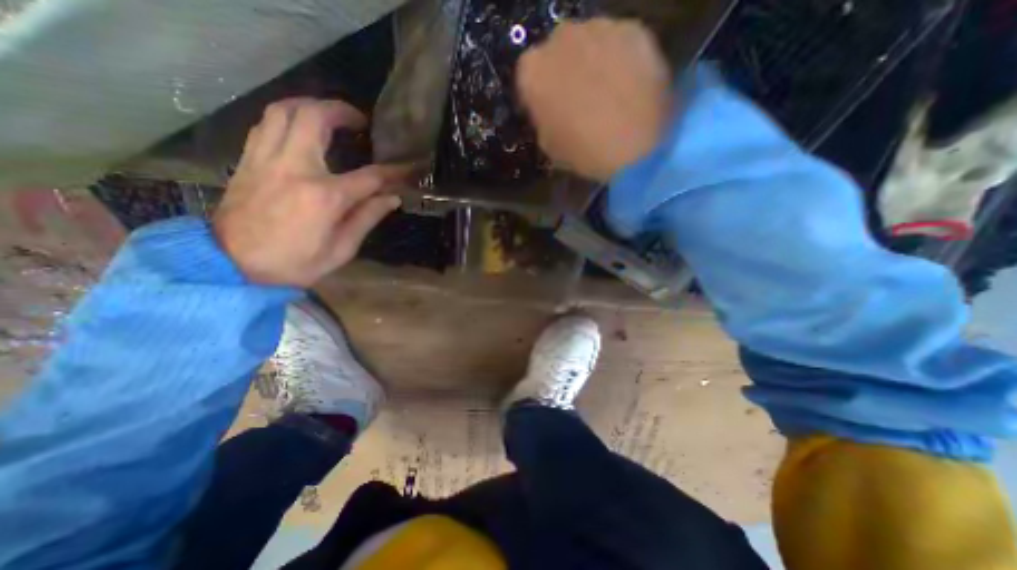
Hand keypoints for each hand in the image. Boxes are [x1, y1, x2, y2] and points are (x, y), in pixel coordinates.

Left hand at [215, 99, 407, 286]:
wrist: (232, 266)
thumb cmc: (295, 262)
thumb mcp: (341, 249)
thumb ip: (367, 218)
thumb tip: (392, 198)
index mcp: (325, 196)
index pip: (370, 176)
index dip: (394, 171)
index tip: (408, 167)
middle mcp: (295, 167)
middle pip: (316, 118)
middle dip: (342, 111)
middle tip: (359, 120)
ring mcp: (267, 160)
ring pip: (284, 110)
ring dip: (310, 105)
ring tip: (329, 114)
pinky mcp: (248, 161)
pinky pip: (266, 124)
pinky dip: (286, 117)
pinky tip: (299, 127)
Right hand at [518, 18, 672, 178]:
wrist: (636, 146)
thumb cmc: (583, 152)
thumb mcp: (549, 146)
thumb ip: (544, 120)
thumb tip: (553, 111)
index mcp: (532, 72)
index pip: (529, 77)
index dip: (541, 95)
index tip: (551, 110)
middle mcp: (560, 39)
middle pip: (558, 52)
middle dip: (566, 72)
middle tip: (580, 100)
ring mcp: (599, 28)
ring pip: (590, 43)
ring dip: (594, 63)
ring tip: (609, 94)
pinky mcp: (634, 27)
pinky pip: (620, 43)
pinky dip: (622, 60)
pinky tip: (630, 87)